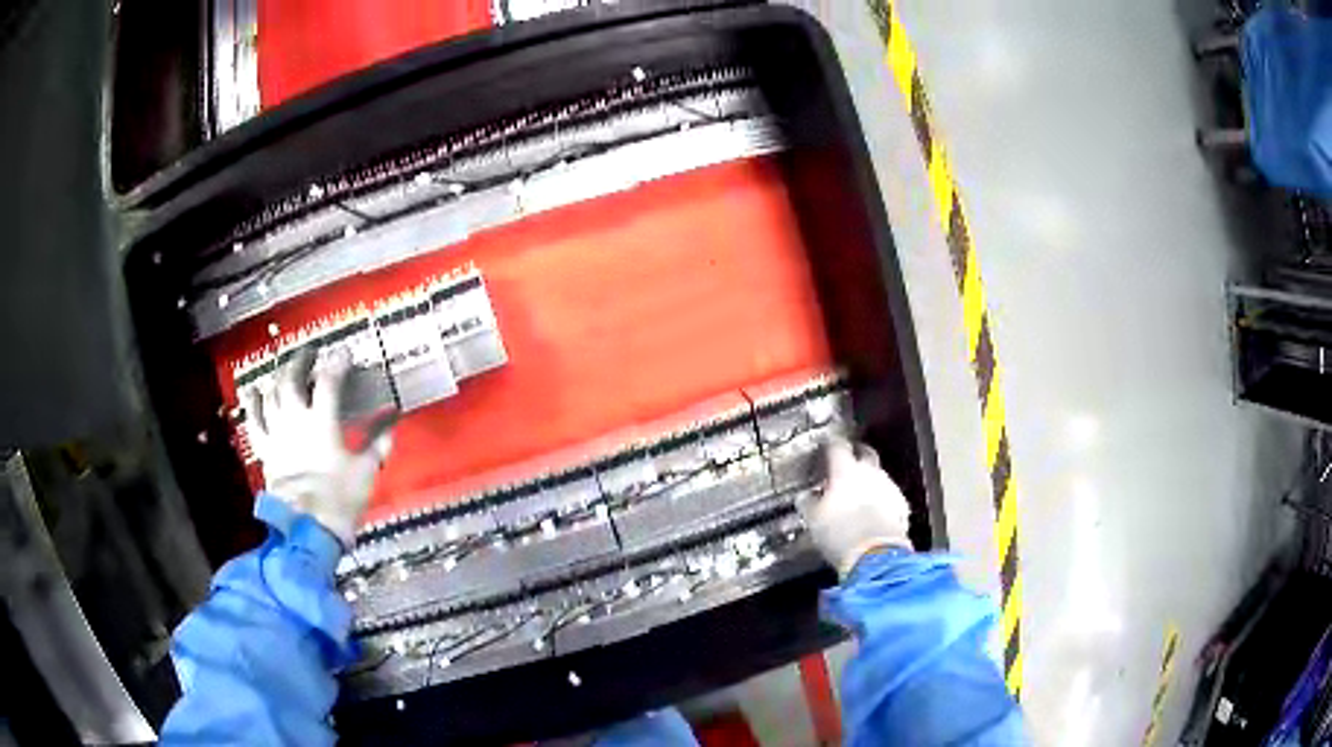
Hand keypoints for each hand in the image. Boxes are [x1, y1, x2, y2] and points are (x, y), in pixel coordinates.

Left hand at [245, 347, 394, 547]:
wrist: (307, 526)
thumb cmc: (340, 498)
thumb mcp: (366, 470)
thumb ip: (378, 442)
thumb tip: (393, 420)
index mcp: (322, 421)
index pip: (329, 380)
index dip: (338, 362)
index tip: (344, 353)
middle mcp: (295, 419)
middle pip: (292, 379)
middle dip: (301, 361)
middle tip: (310, 353)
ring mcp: (277, 433)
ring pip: (272, 394)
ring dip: (279, 378)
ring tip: (285, 370)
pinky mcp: (265, 450)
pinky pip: (255, 422)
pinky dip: (254, 405)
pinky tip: (255, 393)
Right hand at [797, 437, 911, 576]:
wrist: (876, 556)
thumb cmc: (839, 534)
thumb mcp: (813, 520)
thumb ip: (808, 503)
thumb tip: (805, 496)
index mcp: (845, 471)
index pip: (837, 446)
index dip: (831, 445)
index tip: (827, 447)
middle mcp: (870, 472)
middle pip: (865, 453)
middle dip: (857, 456)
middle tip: (846, 466)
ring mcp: (889, 487)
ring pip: (879, 475)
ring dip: (869, 481)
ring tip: (859, 496)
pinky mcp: (901, 505)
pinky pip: (889, 495)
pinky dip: (882, 500)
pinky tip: (875, 513)